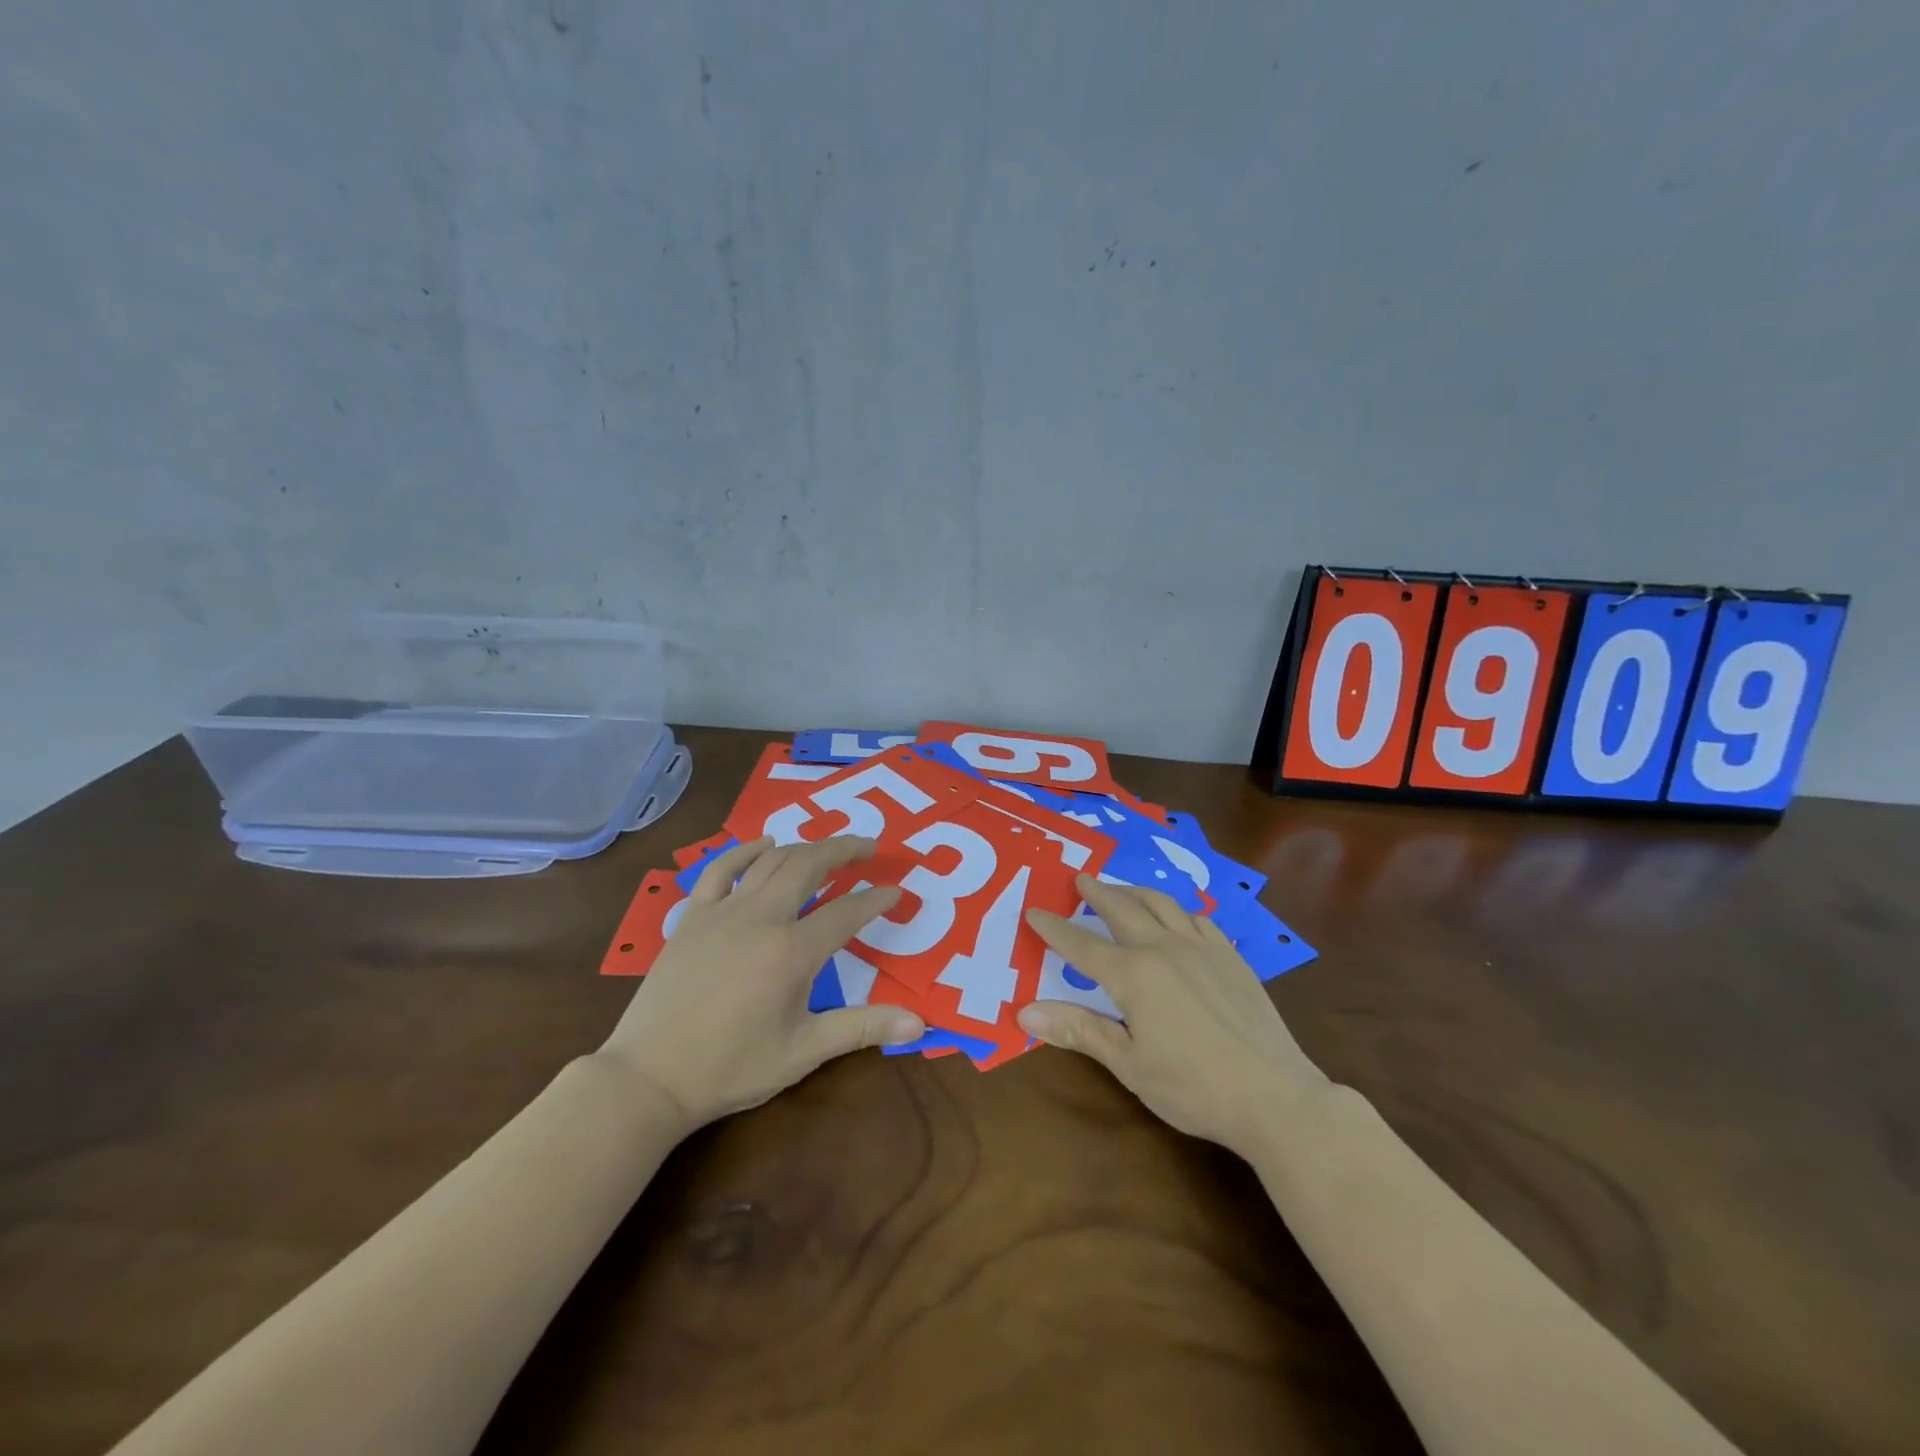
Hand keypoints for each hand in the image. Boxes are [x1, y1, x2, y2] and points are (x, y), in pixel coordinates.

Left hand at [601, 836, 925, 1128]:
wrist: (650, 1077)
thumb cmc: (732, 1067)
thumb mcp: (804, 1052)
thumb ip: (862, 1028)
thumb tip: (921, 1023)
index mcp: (792, 951)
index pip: (847, 912)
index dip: (876, 899)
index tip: (896, 891)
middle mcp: (761, 918)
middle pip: (810, 866)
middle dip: (844, 850)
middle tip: (869, 847)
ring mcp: (723, 912)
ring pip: (771, 861)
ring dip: (805, 848)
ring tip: (828, 847)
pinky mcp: (693, 916)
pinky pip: (722, 869)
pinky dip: (747, 851)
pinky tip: (765, 845)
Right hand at [1021, 876, 1330, 1152]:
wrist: (1276, 1097)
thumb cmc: (1193, 1087)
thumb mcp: (1128, 1064)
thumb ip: (1078, 1030)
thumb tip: (1024, 1013)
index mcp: (1133, 975)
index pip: (1082, 945)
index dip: (1054, 928)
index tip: (1033, 912)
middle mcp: (1164, 949)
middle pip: (1123, 908)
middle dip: (1097, 892)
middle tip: (1081, 879)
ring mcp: (1202, 949)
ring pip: (1162, 904)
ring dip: (1136, 891)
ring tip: (1122, 888)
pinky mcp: (1232, 959)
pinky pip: (1199, 920)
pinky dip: (1178, 910)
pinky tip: (1178, 918)